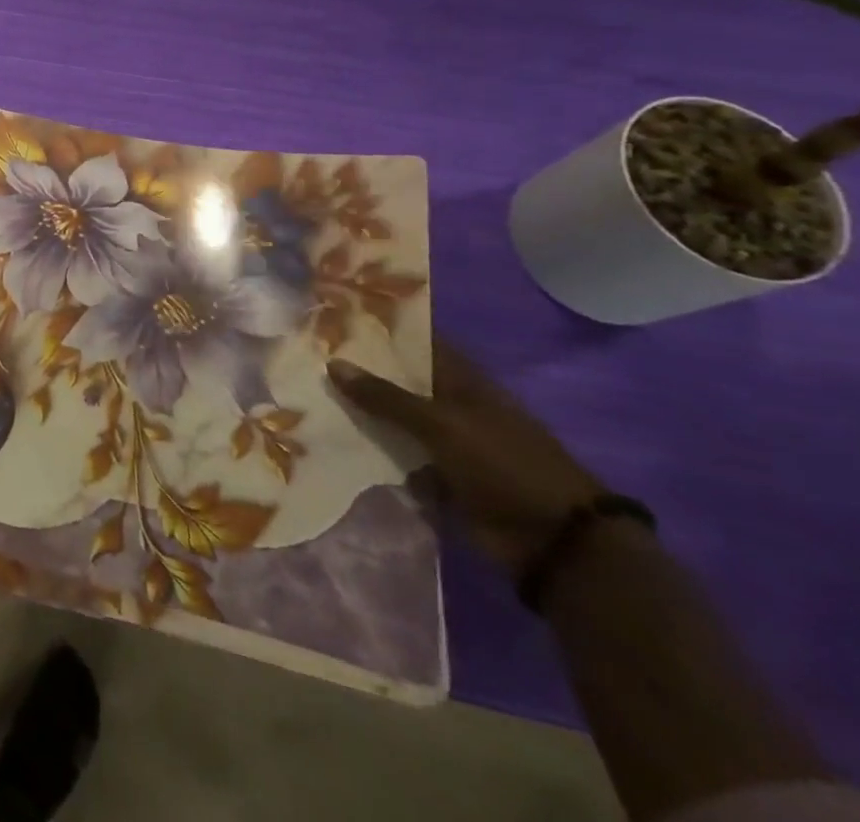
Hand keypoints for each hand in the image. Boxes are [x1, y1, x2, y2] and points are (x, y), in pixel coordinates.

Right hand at [329, 344, 603, 576]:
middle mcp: (451, 404)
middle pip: (398, 381)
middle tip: (306, 357)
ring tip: (308, 398)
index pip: (414, 342)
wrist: (553, 541)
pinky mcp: (439, 475)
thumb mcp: (441, 424)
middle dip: (359, 373)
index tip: (332, 318)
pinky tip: (333, 442)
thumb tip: (333, 363)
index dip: (378, 329)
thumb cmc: (503, 464)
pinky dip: (372, 453)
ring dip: (360, 414)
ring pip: (393, 419)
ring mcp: (445, 441)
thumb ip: (386, 396)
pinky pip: (397, 456)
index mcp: (461, 380)